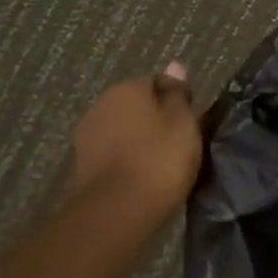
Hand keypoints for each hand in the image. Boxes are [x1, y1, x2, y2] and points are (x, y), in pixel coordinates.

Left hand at [69, 64, 202, 218]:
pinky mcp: (83, 164)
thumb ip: (178, 95)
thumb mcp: (183, 123)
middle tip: (182, 140)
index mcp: (127, 89)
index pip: (158, 81)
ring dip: (142, 138)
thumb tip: (175, 66)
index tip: (194, 119)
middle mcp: (101, 104)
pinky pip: (115, 152)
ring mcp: (88, 135)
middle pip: (138, 105)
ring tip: (165, 160)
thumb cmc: (160, 160)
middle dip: (158, 117)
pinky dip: (129, 158)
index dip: (179, 98)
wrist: (118, 211)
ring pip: (124, 128)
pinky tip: (145, 174)